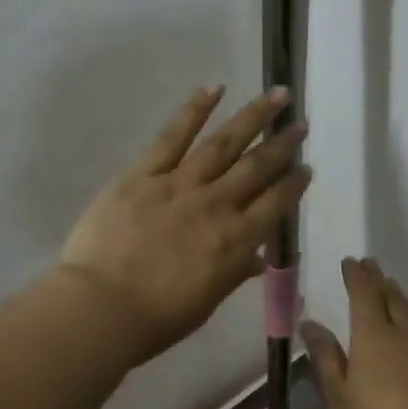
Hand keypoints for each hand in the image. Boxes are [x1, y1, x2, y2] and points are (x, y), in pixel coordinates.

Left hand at [60, 86, 310, 363]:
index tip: (306, 168)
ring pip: (224, 143)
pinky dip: (194, 110)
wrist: (101, 309)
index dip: (294, 185)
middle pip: (257, 167)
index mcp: (235, 242)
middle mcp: (216, 206)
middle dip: (282, 144)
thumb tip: (256, 259)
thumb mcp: (207, 302)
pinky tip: (214, 89)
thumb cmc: (156, 319)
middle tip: (301, 123)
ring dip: (253, 116)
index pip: (275, 205)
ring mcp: (179, 185)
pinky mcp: (143, 174)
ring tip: (276, 95)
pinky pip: (173, 136)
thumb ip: (233, 273)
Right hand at [302, 257, 407, 408]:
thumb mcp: (338, 396)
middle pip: (392, 297)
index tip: (350, 262)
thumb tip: (311, 324)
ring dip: (398, 296)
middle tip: (369, 266)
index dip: (356, 276)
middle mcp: (404, 334)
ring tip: (389, 289)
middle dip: (378, 279)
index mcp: (374, 336)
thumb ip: (326, 356)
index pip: (365, 294)